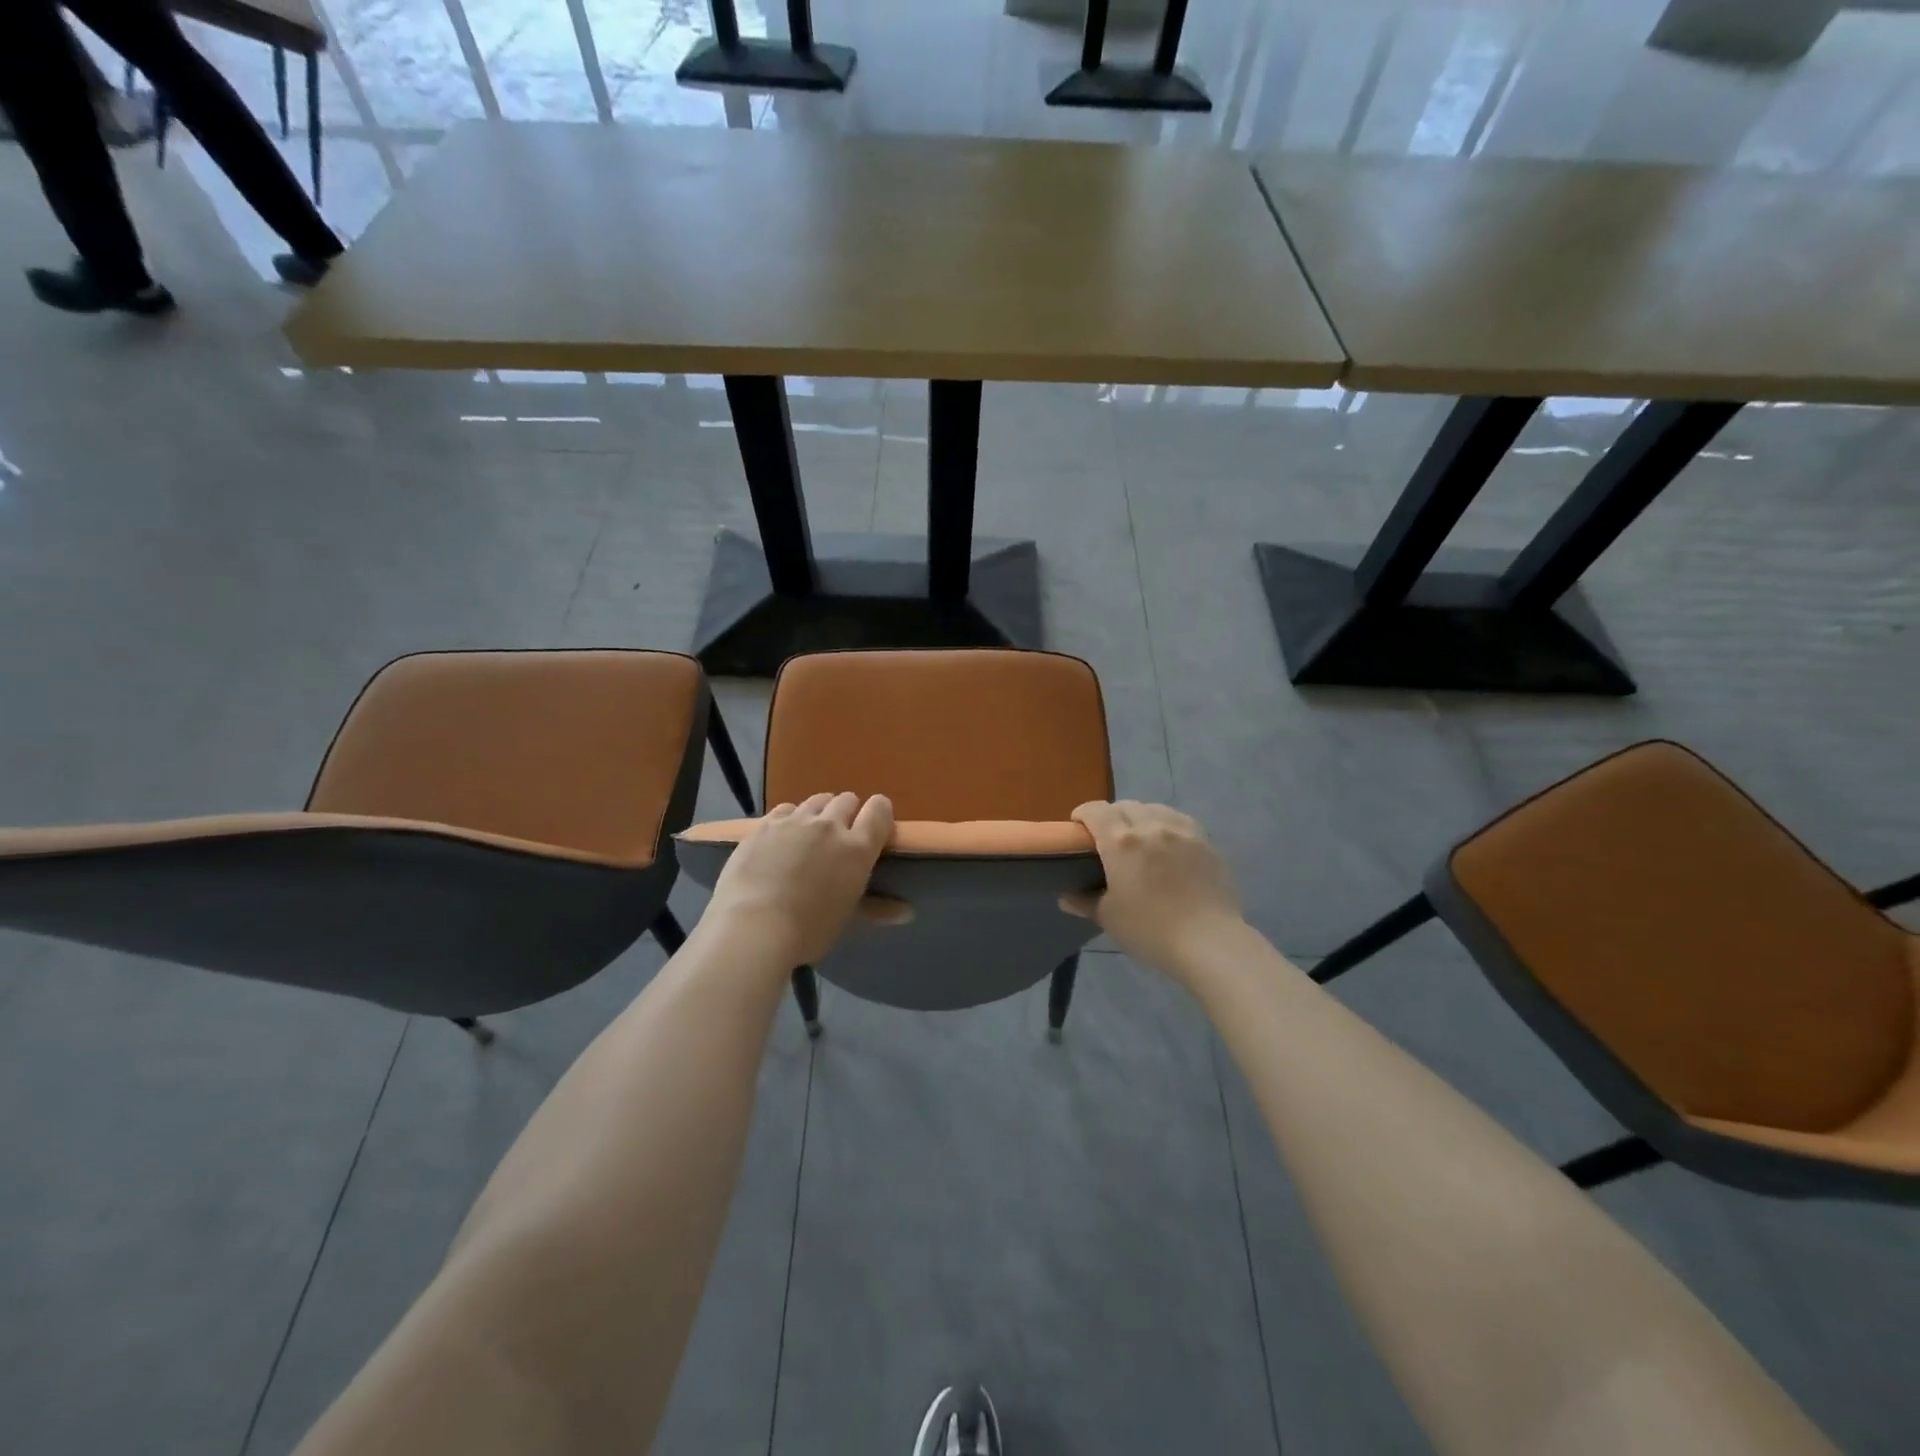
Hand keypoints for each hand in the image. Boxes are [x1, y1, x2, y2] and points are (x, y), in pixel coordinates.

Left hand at [703, 792, 897, 966]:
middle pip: (847, 800)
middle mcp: (830, 825)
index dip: (880, 813)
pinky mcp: (765, 824)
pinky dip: (790, 818)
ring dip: (820, 812)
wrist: (753, 926)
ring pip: (817, 800)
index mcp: (857, 848)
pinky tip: (782, 837)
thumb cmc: (809, 929)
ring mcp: (795, 821)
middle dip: (848, 813)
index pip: (879, 810)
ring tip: (811, 833)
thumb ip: (878, 907)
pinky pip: (786, 809)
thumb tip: (909, 912)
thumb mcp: (847, 918)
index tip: (876, 826)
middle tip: (840, 836)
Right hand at [1062, 801, 1245, 979]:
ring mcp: (1181, 831)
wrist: (1208, 942)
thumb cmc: (1150, 930)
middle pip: (1125, 805)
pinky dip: (1166, 824)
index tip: (1078, 828)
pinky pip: (1179, 820)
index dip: (1082, 814)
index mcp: (1121, 842)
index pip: (1095, 811)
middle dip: (1111, 815)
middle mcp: (1150, 826)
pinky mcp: (1205, 842)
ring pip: (1154, 808)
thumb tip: (1065, 897)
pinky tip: (1168, 842)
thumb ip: (1084, 902)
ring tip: (1140, 837)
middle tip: (1108, 838)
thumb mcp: (1109, 918)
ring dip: (1140, 816)